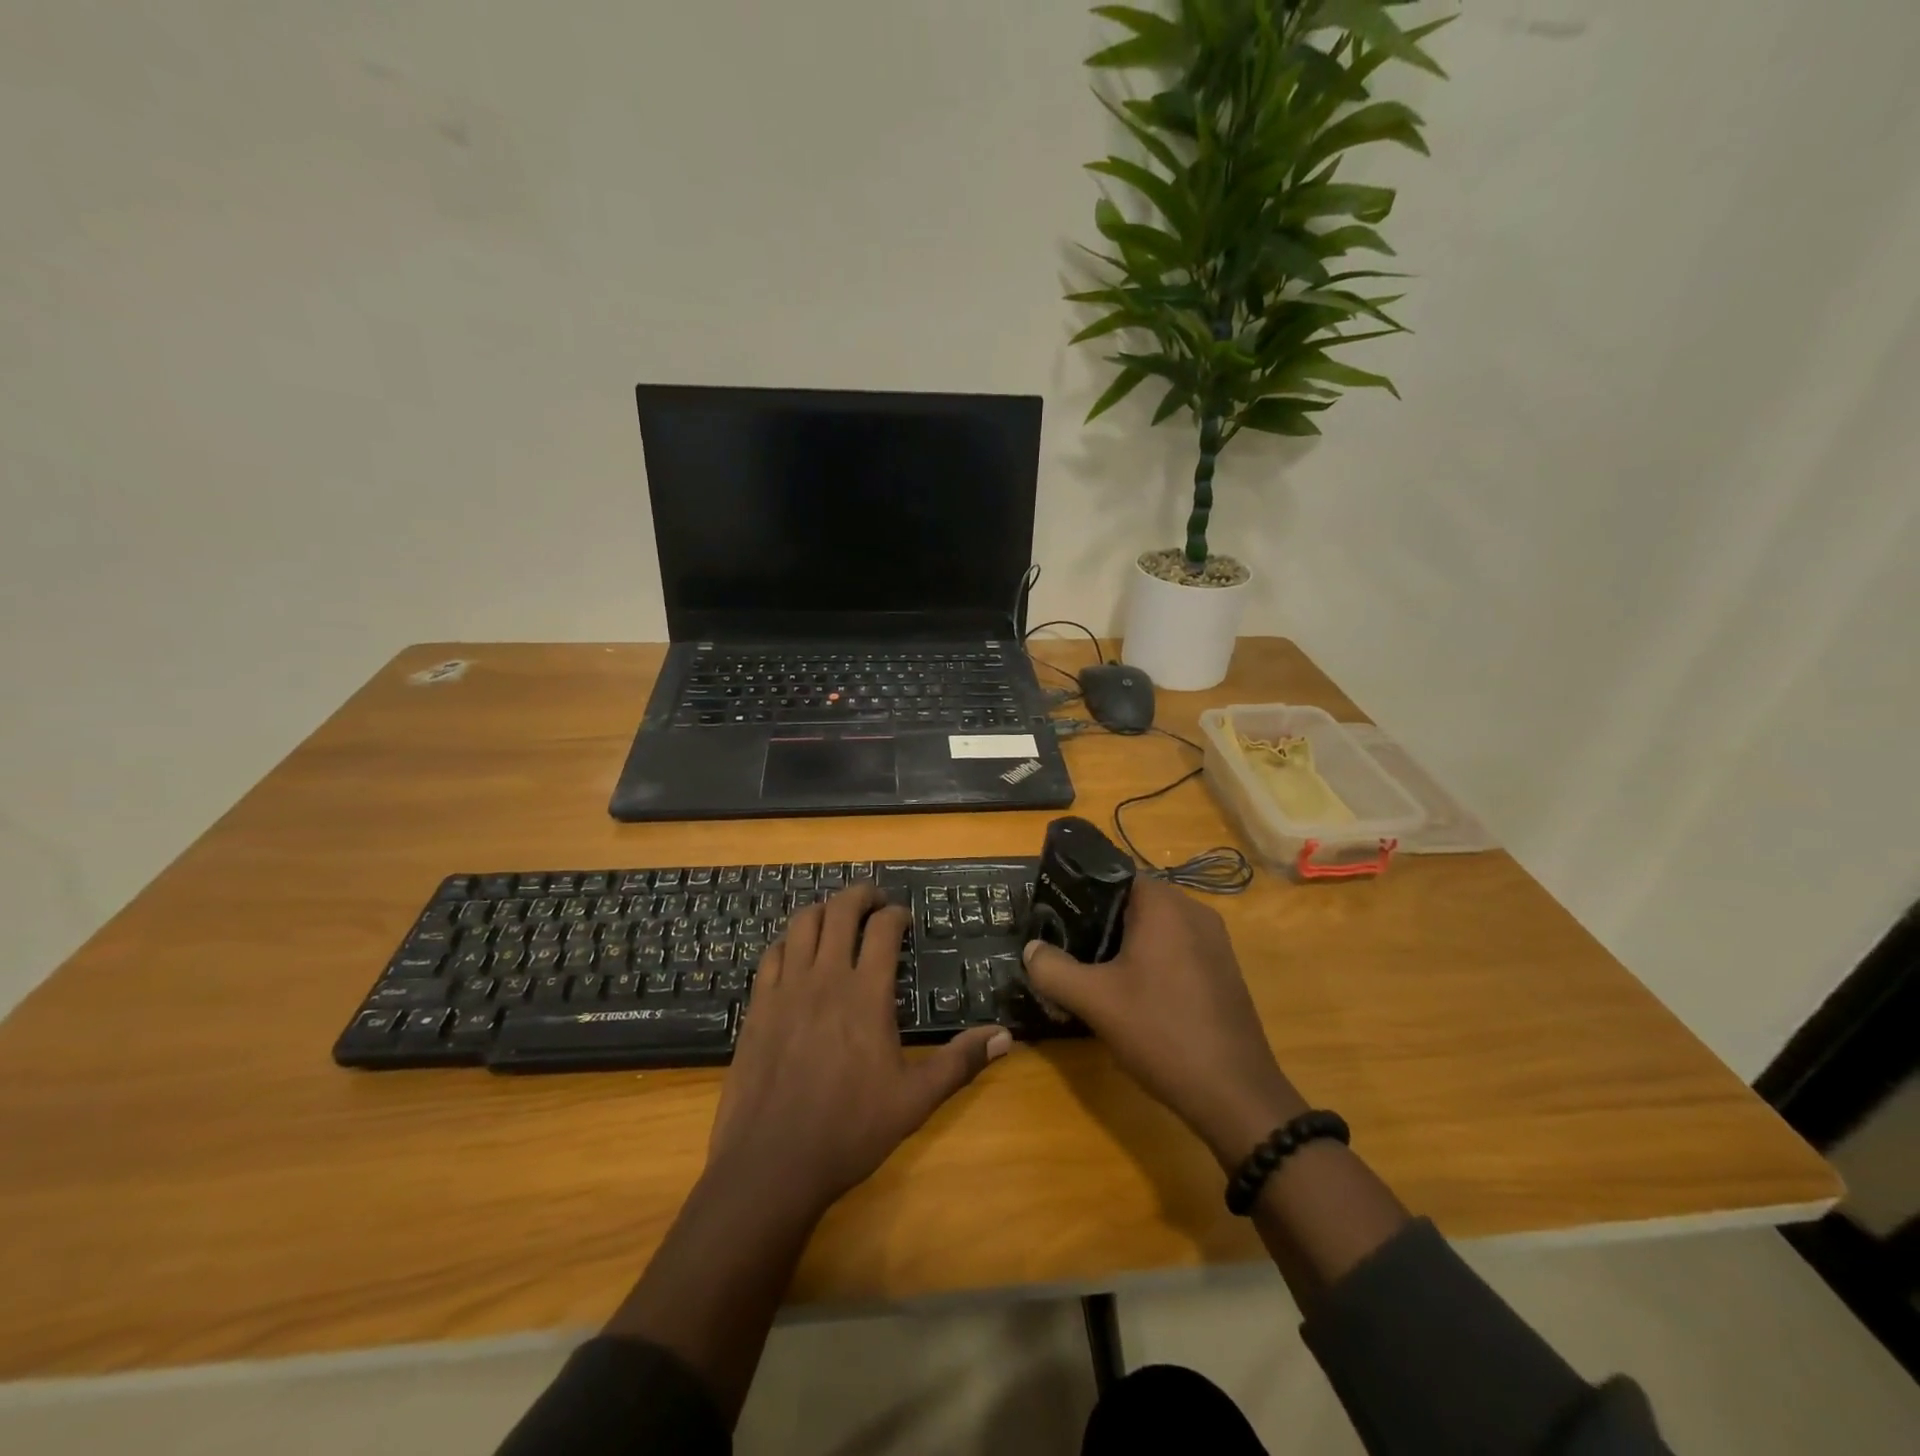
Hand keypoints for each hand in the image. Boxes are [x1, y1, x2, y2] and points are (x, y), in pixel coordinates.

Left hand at [708, 884, 1010, 1218]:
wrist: (772, 1163)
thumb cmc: (850, 1130)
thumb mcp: (914, 1100)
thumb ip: (959, 1062)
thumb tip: (1004, 1036)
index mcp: (866, 993)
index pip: (882, 928)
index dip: (896, 913)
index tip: (903, 917)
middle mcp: (825, 978)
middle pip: (840, 910)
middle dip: (860, 895)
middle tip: (874, 901)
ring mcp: (786, 988)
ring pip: (802, 923)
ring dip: (823, 910)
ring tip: (837, 918)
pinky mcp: (758, 1006)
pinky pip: (772, 954)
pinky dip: (789, 941)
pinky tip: (797, 953)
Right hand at [1021, 876, 1305, 1169]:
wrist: (1235, 1094)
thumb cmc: (1161, 1032)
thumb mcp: (1094, 1000)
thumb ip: (1053, 969)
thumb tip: (1031, 950)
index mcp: (1165, 905)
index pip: (1113, 874)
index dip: (1078, 891)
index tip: (1052, 914)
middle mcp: (1194, 912)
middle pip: (1132, 902)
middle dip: (1096, 921)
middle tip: (1064, 946)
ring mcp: (1214, 943)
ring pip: (1154, 929)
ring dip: (1122, 945)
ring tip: (1089, 971)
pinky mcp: (1222, 971)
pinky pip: (1175, 950)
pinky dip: (1148, 961)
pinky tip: (1130, 995)